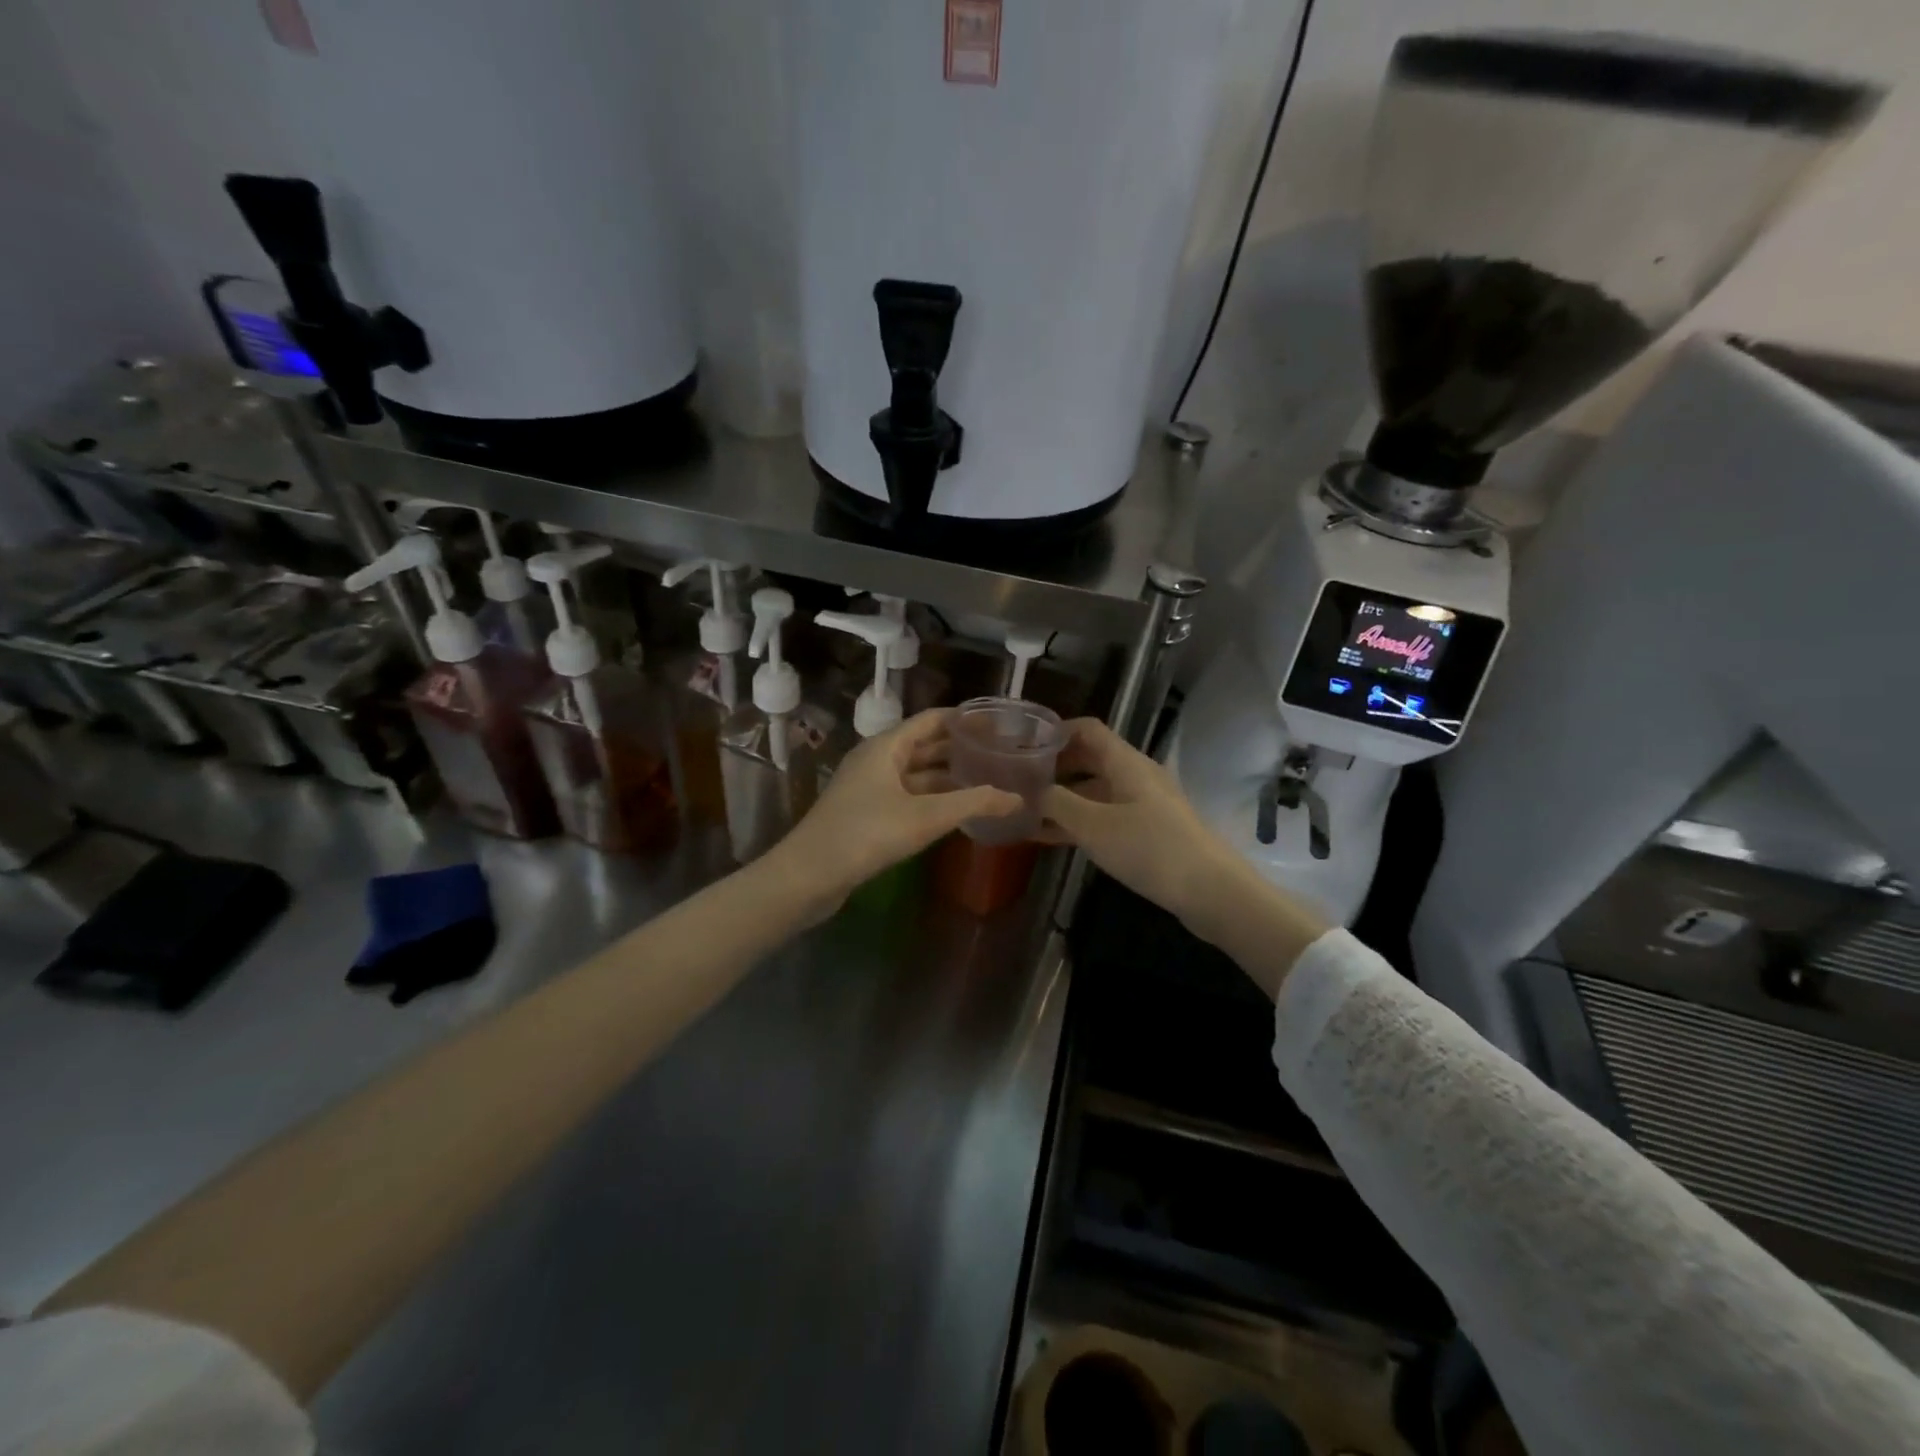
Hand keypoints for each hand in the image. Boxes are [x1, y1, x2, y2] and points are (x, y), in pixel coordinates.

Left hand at [766, 709, 1022, 914]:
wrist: (808, 875)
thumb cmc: (866, 834)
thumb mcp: (926, 817)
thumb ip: (973, 804)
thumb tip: (1016, 798)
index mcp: (886, 746)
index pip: (932, 720)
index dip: (965, 720)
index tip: (998, 725)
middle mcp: (876, 759)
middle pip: (924, 744)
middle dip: (960, 748)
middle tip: (999, 753)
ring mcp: (869, 787)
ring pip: (916, 773)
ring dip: (947, 775)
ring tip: (986, 780)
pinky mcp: (866, 813)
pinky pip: (907, 795)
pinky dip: (932, 797)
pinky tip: (955, 810)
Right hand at [1039, 718, 1241, 926]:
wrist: (1211, 890)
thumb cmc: (1149, 848)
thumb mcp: (1093, 825)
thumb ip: (1057, 803)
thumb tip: (1031, 791)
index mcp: (1126, 762)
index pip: (1087, 729)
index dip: (1055, 731)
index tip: (1023, 745)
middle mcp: (1136, 775)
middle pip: (1089, 758)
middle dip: (1054, 767)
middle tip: (1018, 781)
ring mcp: (1144, 803)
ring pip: (1095, 790)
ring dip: (1063, 798)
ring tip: (1026, 812)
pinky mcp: (1149, 830)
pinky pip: (1106, 815)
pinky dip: (1079, 821)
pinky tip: (1051, 838)